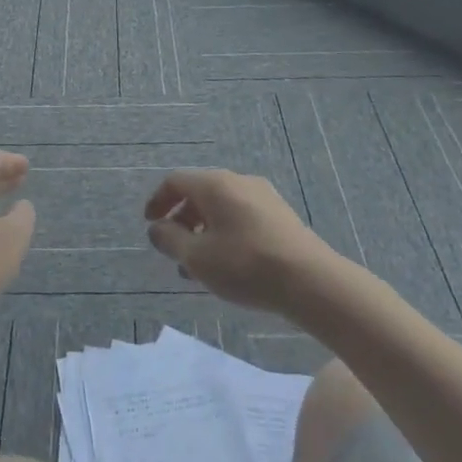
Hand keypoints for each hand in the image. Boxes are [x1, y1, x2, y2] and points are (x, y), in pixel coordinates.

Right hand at [144, 169, 332, 312]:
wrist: (311, 281)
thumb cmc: (245, 265)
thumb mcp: (198, 258)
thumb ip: (170, 240)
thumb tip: (156, 229)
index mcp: (214, 184)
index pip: (176, 181)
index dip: (158, 201)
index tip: (150, 225)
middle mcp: (238, 181)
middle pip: (199, 192)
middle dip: (181, 220)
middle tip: (174, 251)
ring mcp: (262, 196)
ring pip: (221, 207)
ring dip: (203, 231)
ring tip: (199, 267)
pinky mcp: (280, 215)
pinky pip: (241, 216)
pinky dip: (225, 233)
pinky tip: (228, 265)